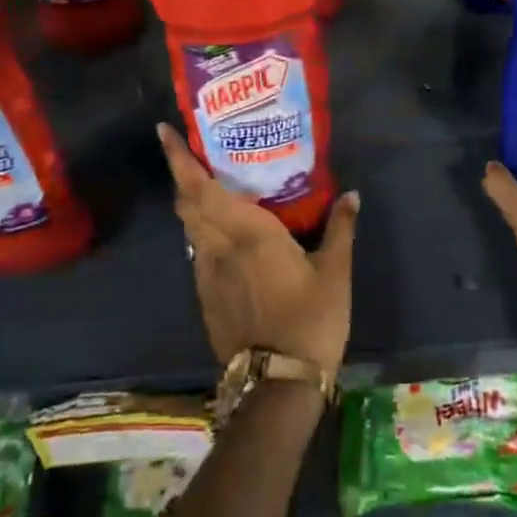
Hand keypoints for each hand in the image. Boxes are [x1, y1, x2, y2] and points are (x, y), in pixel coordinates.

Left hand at [158, 124, 358, 376]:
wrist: (278, 385)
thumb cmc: (311, 319)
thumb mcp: (335, 272)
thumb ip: (340, 228)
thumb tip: (351, 195)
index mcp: (248, 233)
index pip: (202, 189)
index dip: (179, 160)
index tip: (165, 131)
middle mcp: (218, 248)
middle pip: (188, 204)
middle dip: (182, 174)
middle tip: (190, 150)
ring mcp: (207, 276)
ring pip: (190, 228)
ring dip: (191, 203)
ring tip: (207, 186)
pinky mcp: (206, 298)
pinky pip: (198, 252)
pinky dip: (202, 231)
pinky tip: (223, 235)